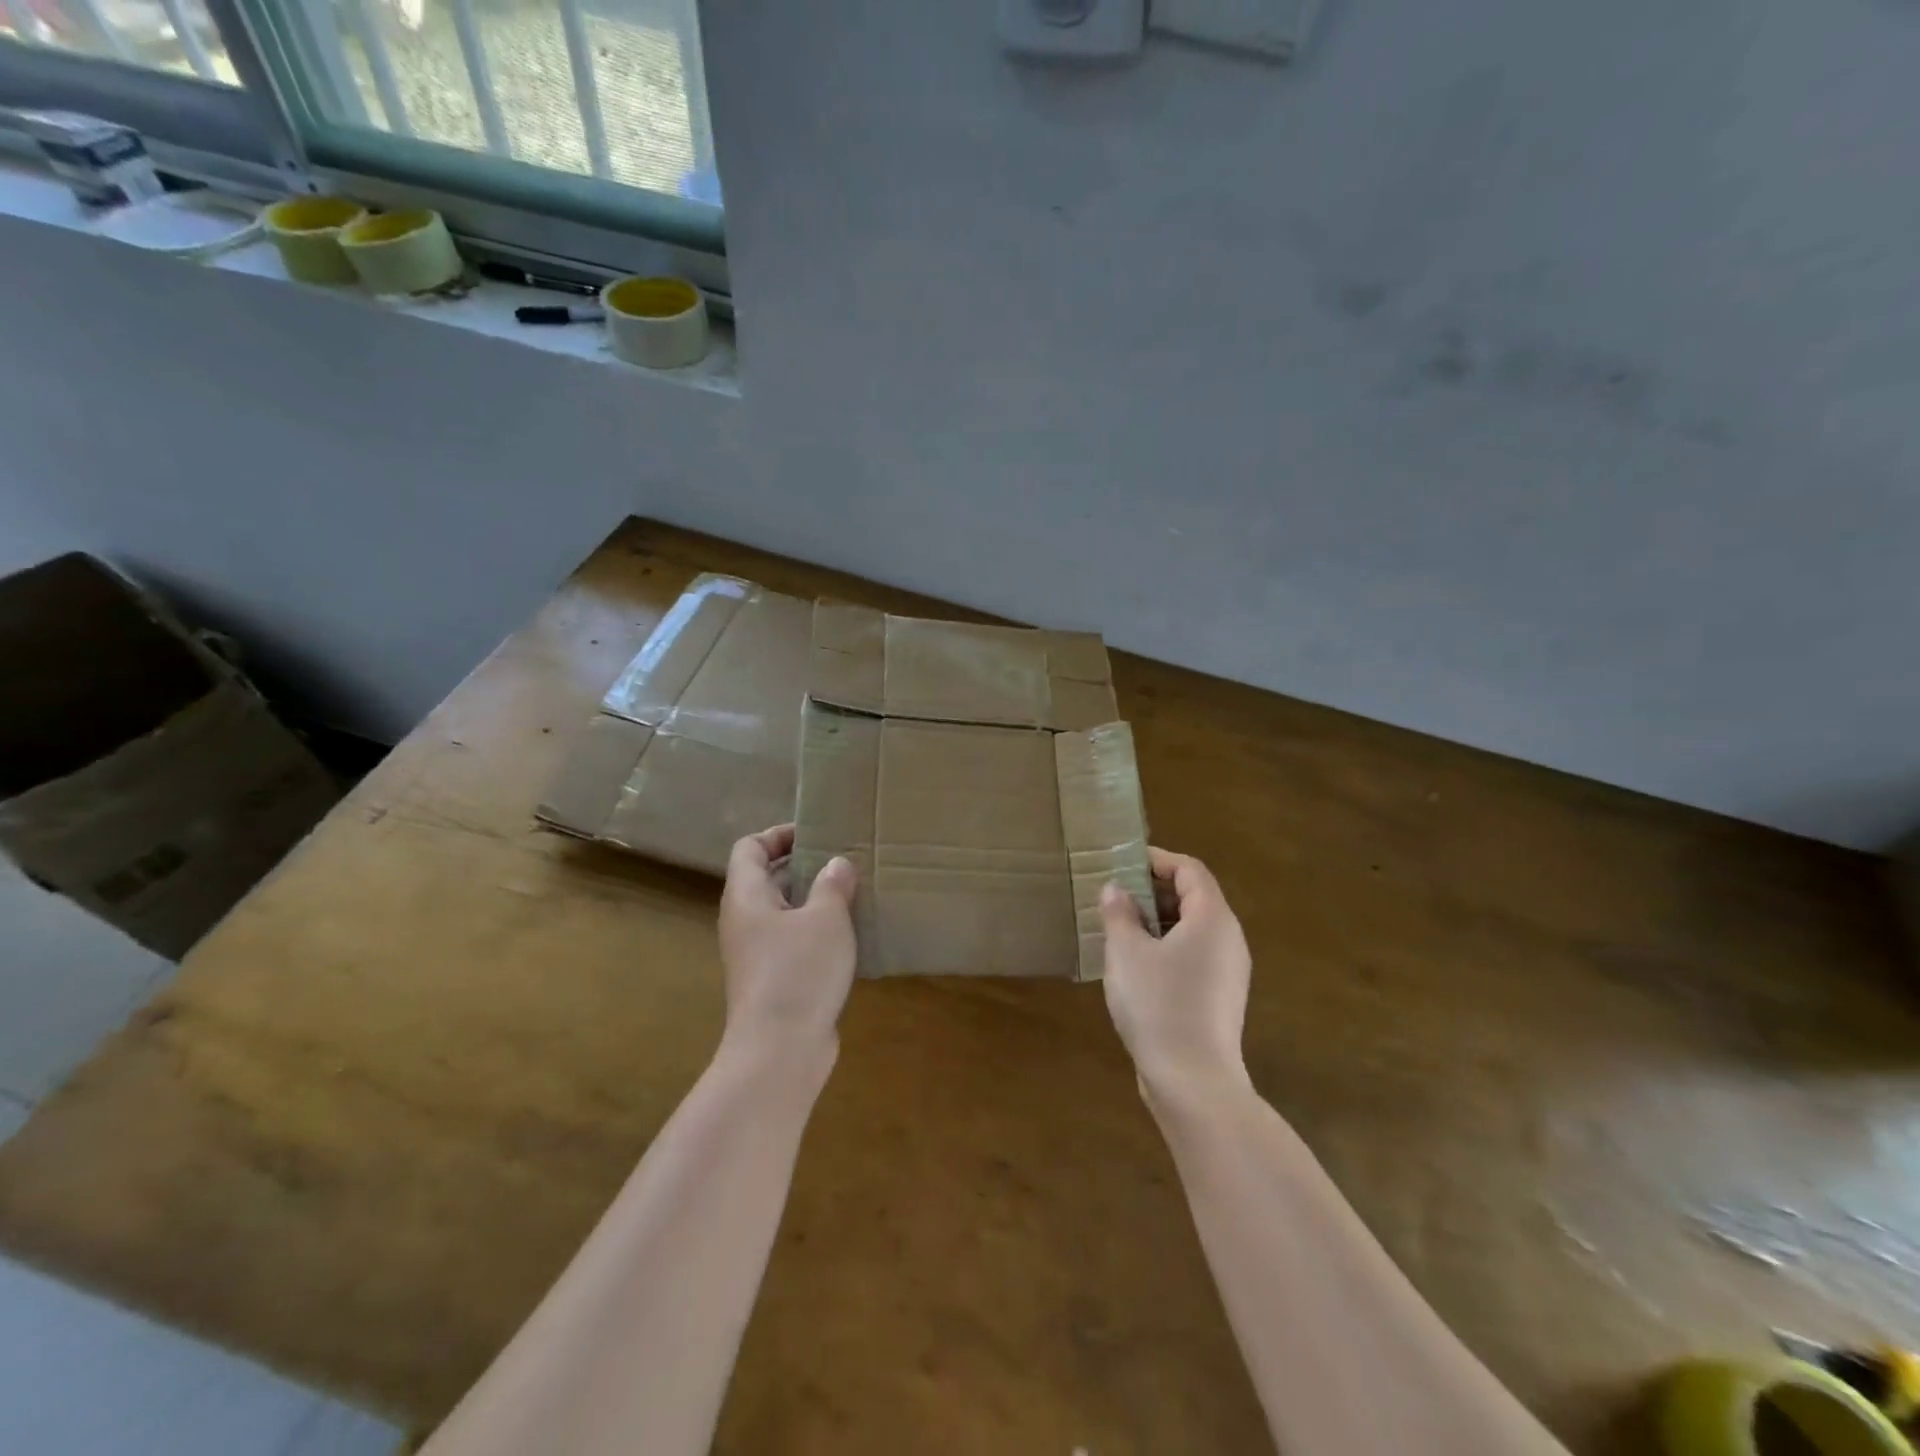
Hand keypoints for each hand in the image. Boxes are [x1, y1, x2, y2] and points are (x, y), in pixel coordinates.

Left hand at [719, 824, 859, 1052]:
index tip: (817, 833)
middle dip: (804, 865)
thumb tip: (838, 864)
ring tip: (855, 893)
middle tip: (845, 859)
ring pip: (784, 912)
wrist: (780, 1052)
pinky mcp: (774, 981)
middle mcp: (745, 921)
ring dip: (815, 900)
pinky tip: (852, 936)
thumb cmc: (798, 972)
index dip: (778, 834)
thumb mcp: (826, 919)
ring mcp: (757, 955)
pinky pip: (794, 942)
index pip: (749, 848)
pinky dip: (818, 932)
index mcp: (746, 897)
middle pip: (767, 878)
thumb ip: (833, 884)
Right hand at [1101, 848, 1252, 1097]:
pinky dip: (1167, 947)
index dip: (1157, 860)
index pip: (1189, 870)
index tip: (1122, 863)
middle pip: (1194, 897)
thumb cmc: (1158, 1005)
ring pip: (1193, 929)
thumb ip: (1119, 913)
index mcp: (1212, 918)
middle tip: (1115, 895)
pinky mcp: (1220, 997)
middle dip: (1154, 890)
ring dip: (1158, 920)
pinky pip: (1194, 955)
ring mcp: (1228, 971)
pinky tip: (1136, 965)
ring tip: (1119, 928)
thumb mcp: (1127, 953)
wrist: (1193, 1081)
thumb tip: (1116, 889)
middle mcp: (1228, 938)